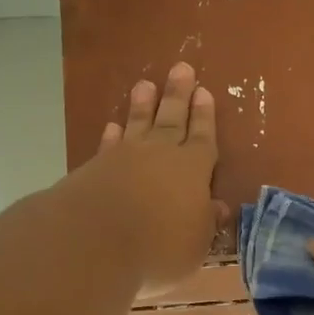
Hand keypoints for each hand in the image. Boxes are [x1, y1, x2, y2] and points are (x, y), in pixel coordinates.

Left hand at [84, 61, 223, 294]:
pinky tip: (113, 127)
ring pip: (138, 125)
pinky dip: (112, 135)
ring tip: (145, 85)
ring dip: (143, 105)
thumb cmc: (159, 246)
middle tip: (181, 68)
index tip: (205, 92)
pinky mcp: (95, 169)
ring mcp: (124, 158)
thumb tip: (218, 207)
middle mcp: (160, 155)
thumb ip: (207, 222)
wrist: (94, 240)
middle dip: (178, 95)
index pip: (202, 137)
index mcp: (193, 170)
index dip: (205, 117)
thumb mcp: (196, 243)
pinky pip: (109, 145)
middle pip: (172, 119)